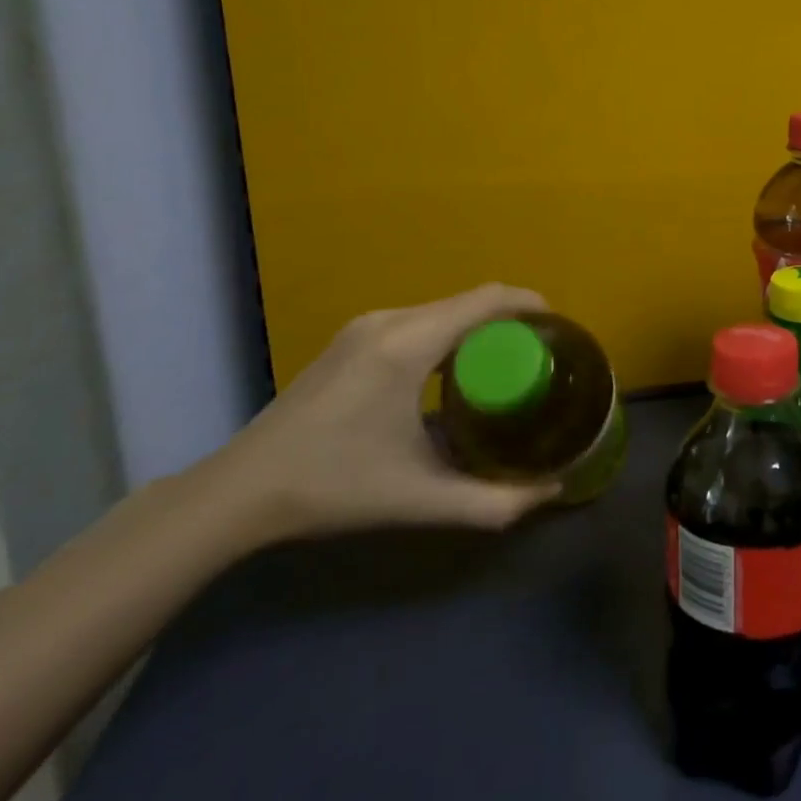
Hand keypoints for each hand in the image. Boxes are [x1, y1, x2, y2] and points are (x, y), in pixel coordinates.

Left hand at [202, 284, 561, 541]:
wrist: (240, 493)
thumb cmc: (335, 488)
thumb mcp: (422, 499)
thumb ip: (494, 502)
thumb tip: (552, 492)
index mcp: (409, 343)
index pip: (487, 299)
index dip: (531, 305)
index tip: (561, 330)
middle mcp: (390, 321)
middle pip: (469, 301)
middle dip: (511, 321)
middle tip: (541, 357)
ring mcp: (365, 327)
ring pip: (444, 310)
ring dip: (480, 328)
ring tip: (508, 365)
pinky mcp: (352, 339)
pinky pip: (420, 321)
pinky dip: (451, 334)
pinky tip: (455, 373)